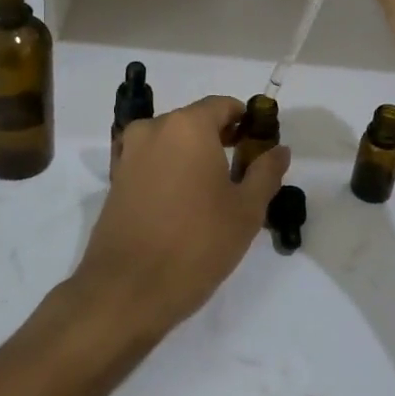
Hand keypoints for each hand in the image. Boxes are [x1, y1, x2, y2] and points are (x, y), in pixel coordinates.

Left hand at [68, 96, 289, 342]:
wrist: (127, 289)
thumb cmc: (196, 244)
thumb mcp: (246, 210)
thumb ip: (266, 172)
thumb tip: (279, 149)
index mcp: (187, 126)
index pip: (223, 106)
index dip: (246, 122)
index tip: (260, 147)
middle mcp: (153, 129)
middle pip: (195, 122)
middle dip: (220, 140)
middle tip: (243, 174)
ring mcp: (128, 154)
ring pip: (171, 143)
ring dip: (194, 157)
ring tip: (214, 194)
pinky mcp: (115, 180)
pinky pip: (152, 163)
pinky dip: (171, 172)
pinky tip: (184, 205)